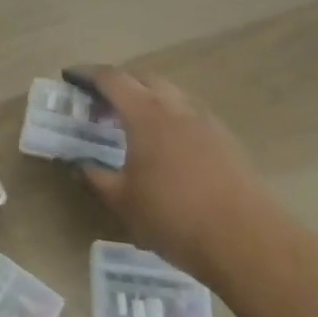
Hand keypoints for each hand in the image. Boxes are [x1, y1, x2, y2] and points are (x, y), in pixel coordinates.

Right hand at [65, 65, 276, 281]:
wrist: (248, 242)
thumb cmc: (175, 217)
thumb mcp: (122, 201)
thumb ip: (95, 177)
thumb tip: (78, 164)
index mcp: (145, 114)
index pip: (111, 79)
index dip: (87, 75)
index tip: (69, 77)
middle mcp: (176, 107)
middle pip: (142, 77)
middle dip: (117, 82)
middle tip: (97, 101)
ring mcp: (205, 121)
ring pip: (169, 92)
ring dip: (145, 96)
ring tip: (129, 120)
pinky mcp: (225, 139)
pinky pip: (188, 111)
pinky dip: (168, 113)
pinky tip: (163, 141)